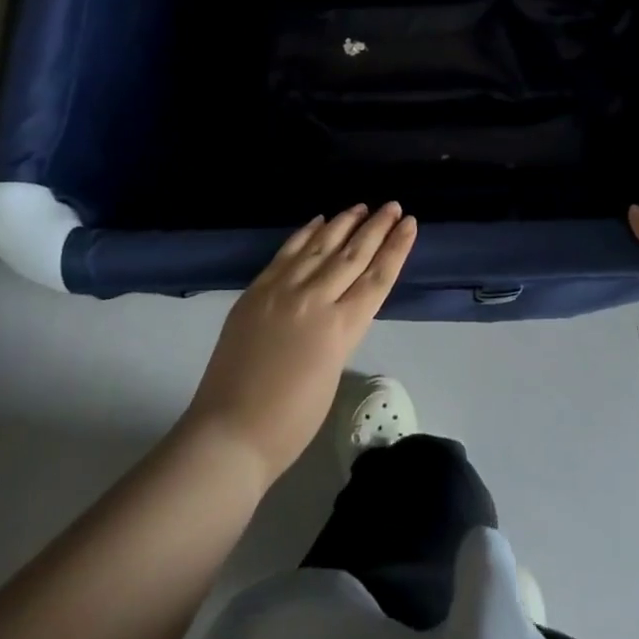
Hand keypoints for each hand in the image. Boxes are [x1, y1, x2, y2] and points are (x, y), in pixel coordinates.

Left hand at [182, 203, 415, 483]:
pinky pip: (287, 253)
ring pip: (321, 246)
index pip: (377, 277)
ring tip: (362, 206)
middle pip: (353, 254)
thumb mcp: (333, 371)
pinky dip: (306, 234)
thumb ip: (340, 330)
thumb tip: (338, 305)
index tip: (409, 224)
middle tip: (392, 205)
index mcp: (341, 328)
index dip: (396, 248)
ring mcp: (283, 290)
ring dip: (344, 223)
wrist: (230, 432)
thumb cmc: (291, 421)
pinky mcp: (257, 290)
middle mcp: (315, 299)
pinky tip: (319, 220)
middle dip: (376, 228)